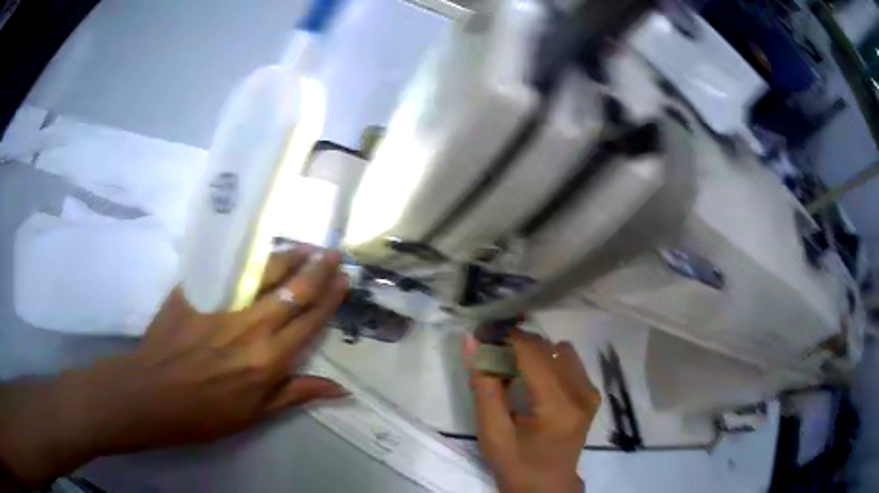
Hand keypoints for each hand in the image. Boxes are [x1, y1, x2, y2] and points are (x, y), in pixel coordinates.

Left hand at [0, 246, 348, 486]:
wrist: (151, 394)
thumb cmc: (204, 414)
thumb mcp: (254, 415)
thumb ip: (295, 395)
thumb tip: (340, 389)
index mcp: (268, 361)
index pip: (309, 321)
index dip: (330, 298)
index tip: (344, 279)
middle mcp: (251, 328)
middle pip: (292, 290)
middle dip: (317, 269)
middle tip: (332, 252)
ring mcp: (221, 306)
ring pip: (263, 273)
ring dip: (288, 258)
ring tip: (304, 247)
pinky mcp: (196, 292)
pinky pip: (226, 269)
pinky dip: (248, 259)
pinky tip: (258, 252)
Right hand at [463, 331, 599, 492]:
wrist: (547, 485)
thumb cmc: (516, 463)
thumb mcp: (492, 431)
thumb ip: (483, 385)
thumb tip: (472, 341)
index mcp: (558, 407)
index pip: (532, 354)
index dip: (505, 336)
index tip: (482, 333)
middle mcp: (582, 393)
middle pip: (547, 348)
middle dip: (516, 344)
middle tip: (491, 355)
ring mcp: (591, 391)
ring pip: (559, 350)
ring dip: (533, 353)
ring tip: (513, 371)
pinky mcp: (592, 392)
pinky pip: (568, 361)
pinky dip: (547, 362)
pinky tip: (532, 380)